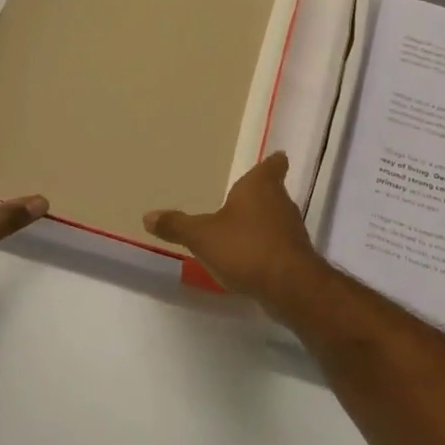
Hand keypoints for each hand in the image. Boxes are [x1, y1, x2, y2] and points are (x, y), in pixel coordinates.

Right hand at [142, 152, 323, 307]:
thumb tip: (147, 216)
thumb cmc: (245, 247)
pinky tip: (251, 258)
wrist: (289, 287)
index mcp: (260, 186)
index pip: (272, 166)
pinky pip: (279, 244)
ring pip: (277, 218)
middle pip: (273, 192)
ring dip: (262, 222)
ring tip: (241, 228)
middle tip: (242, 196)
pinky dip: (267, 247)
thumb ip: (177, 225)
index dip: (272, 163)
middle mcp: (281, 203)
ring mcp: (292, 231)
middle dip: (260, 195)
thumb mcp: (202, 236)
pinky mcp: (297, 257)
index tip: (276, 158)